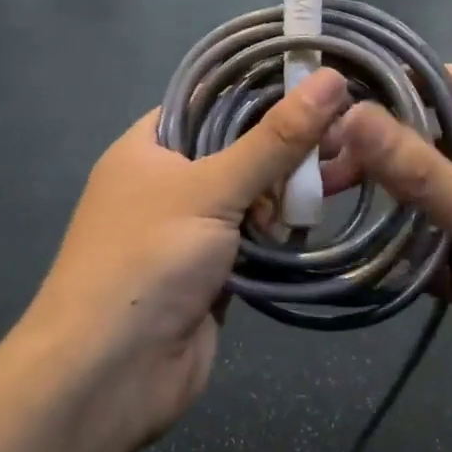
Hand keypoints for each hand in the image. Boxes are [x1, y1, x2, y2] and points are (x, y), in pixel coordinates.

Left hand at [15, 68, 350, 451]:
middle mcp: (166, 183)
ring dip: (286, 196)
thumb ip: (274, 139)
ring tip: (334, 184)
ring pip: (252, 197)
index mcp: (148, 147)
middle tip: (341, 144)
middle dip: (284, 150)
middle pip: (237, 150)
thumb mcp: (211, 188)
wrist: (110, 373)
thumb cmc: (147, 260)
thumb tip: (330, 79)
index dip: (261, 91)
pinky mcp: (212, 273)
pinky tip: (312, 225)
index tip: (320, 85)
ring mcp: (189, 231)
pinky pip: (255, 241)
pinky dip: (280, 236)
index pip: (210, 102)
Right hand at [329, 66, 451, 446]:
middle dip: (389, 158)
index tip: (346, 95)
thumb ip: (421, 171)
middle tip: (333, 176)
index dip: (407, 81)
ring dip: (406, 218)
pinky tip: (430, 289)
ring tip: (374, 238)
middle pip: (435, 144)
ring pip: (432, 200)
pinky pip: (442, 246)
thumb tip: (353, 113)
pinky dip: (427, 261)